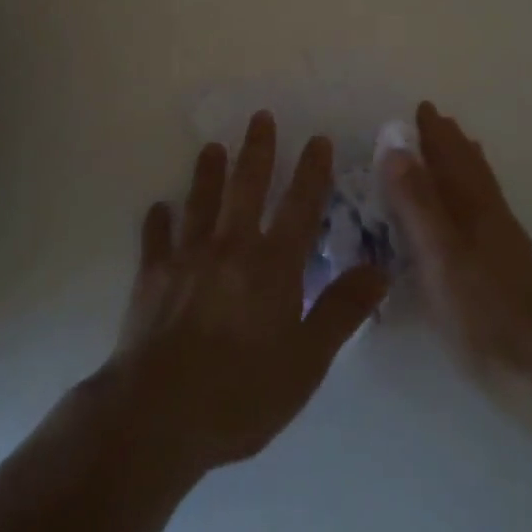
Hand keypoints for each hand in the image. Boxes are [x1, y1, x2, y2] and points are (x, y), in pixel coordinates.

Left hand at [107, 112, 388, 478]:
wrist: (158, 414)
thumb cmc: (241, 393)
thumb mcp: (307, 362)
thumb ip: (342, 311)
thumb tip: (380, 269)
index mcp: (273, 265)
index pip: (300, 205)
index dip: (311, 170)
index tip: (317, 138)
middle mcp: (231, 246)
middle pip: (247, 186)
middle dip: (257, 149)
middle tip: (260, 116)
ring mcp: (187, 257)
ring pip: (201, 201)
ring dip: (208, 172)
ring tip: (212, 147)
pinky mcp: (151, 275)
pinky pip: (155, 238)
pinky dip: (158, 220)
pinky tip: (159, 207)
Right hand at [386, 102, 531, 393]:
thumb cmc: (482, 313)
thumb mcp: (438, 256)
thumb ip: (416, 202)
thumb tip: (394, 146)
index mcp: (472, 206)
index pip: (450, 157)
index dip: (434, 133)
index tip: (420, 107)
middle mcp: (491, 215)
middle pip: (470, 167)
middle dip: (450, 142)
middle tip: (434, 121)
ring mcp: (503, 242)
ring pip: (482, 188)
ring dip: (466, 163)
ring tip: (458, 149)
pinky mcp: (507, 267)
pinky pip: (486, 211)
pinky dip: (475, 193)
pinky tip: (472, 213)